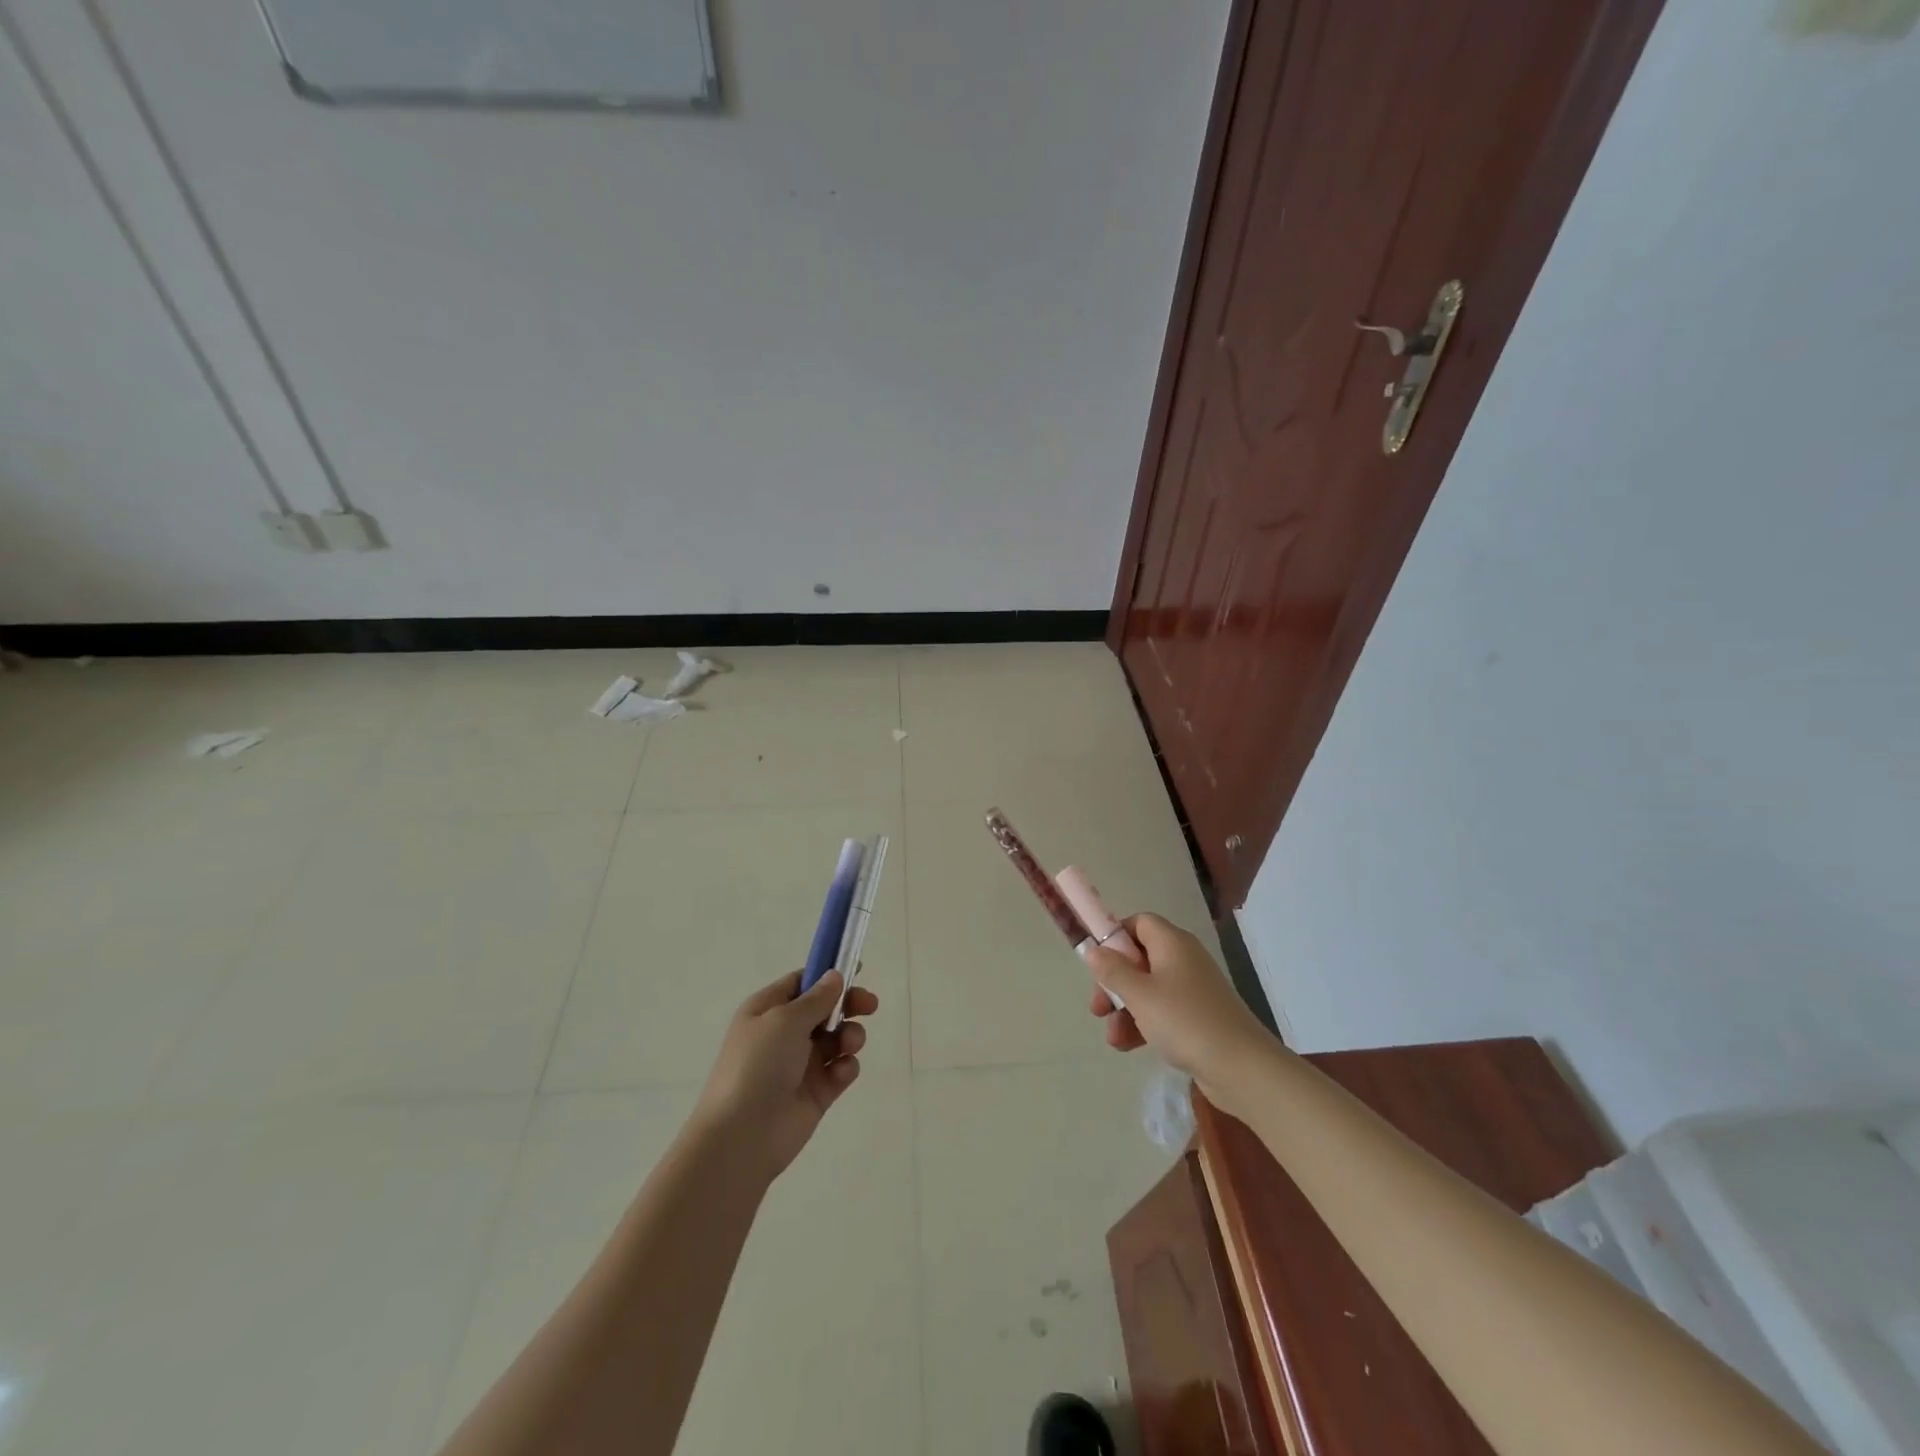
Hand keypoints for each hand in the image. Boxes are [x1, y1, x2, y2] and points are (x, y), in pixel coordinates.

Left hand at [692, 970, 877, 1180]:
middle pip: (825, 1009)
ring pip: (837, 1038)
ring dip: (850, 1035)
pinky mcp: (816, 1092)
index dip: (828, 974)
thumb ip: (816, 997)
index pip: (801, 982)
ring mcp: (801, 1064)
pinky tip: (840, 1073)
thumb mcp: (785, 1020)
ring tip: (849, 1044)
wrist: (742, 1136)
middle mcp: (784, 1034)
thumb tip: (834, 976)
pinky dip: (845, 1067)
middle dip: (848, 1005)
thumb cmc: (758, 1065)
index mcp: (768, 1010)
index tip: (858, 969)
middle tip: (869, 1005)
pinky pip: (840, 1069)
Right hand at [1085, 914, 1273, 1112]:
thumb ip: (1112, 971)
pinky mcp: (1199, 1017)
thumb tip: (1094, 950)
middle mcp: (1184, 959)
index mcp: (1172, 943)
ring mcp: (1193, 989)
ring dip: (1125, 1010)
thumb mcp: (1139, 995)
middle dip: (1114, 982)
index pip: (1139, 923)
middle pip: (1139, 958)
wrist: (1242, 1068)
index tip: (1097, 961)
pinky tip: (1129, 1047)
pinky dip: (1144, 1024)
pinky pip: (1163, 1011)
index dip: (1115, 937)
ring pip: (1148, 989)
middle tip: (1098, 1007)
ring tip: (1113, 1039)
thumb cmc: (1185, 1021)